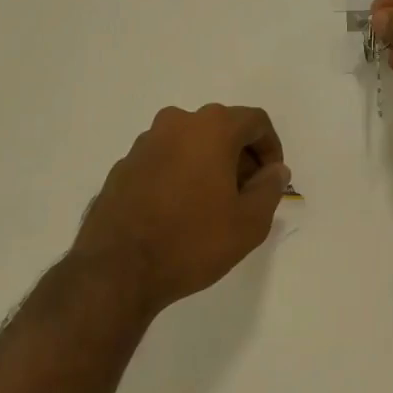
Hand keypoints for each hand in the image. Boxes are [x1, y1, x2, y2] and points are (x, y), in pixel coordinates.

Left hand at [73, 105, 289, 313]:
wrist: (117, 270)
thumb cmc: (192, 241)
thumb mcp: (249, 222)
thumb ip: (270, 189)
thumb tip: (275, 170)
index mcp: (211, 128)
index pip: (255, 122)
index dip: (271, 148)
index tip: (271, 180)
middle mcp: (176, 123)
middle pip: (222, 128)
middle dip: (241, 157)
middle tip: (246, 194)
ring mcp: (144, 143)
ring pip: (191, 143)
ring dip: (209, 164)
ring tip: (213, 205)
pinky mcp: (123, 166)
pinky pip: (165, 160)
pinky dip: (180, 174)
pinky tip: (180, 211)